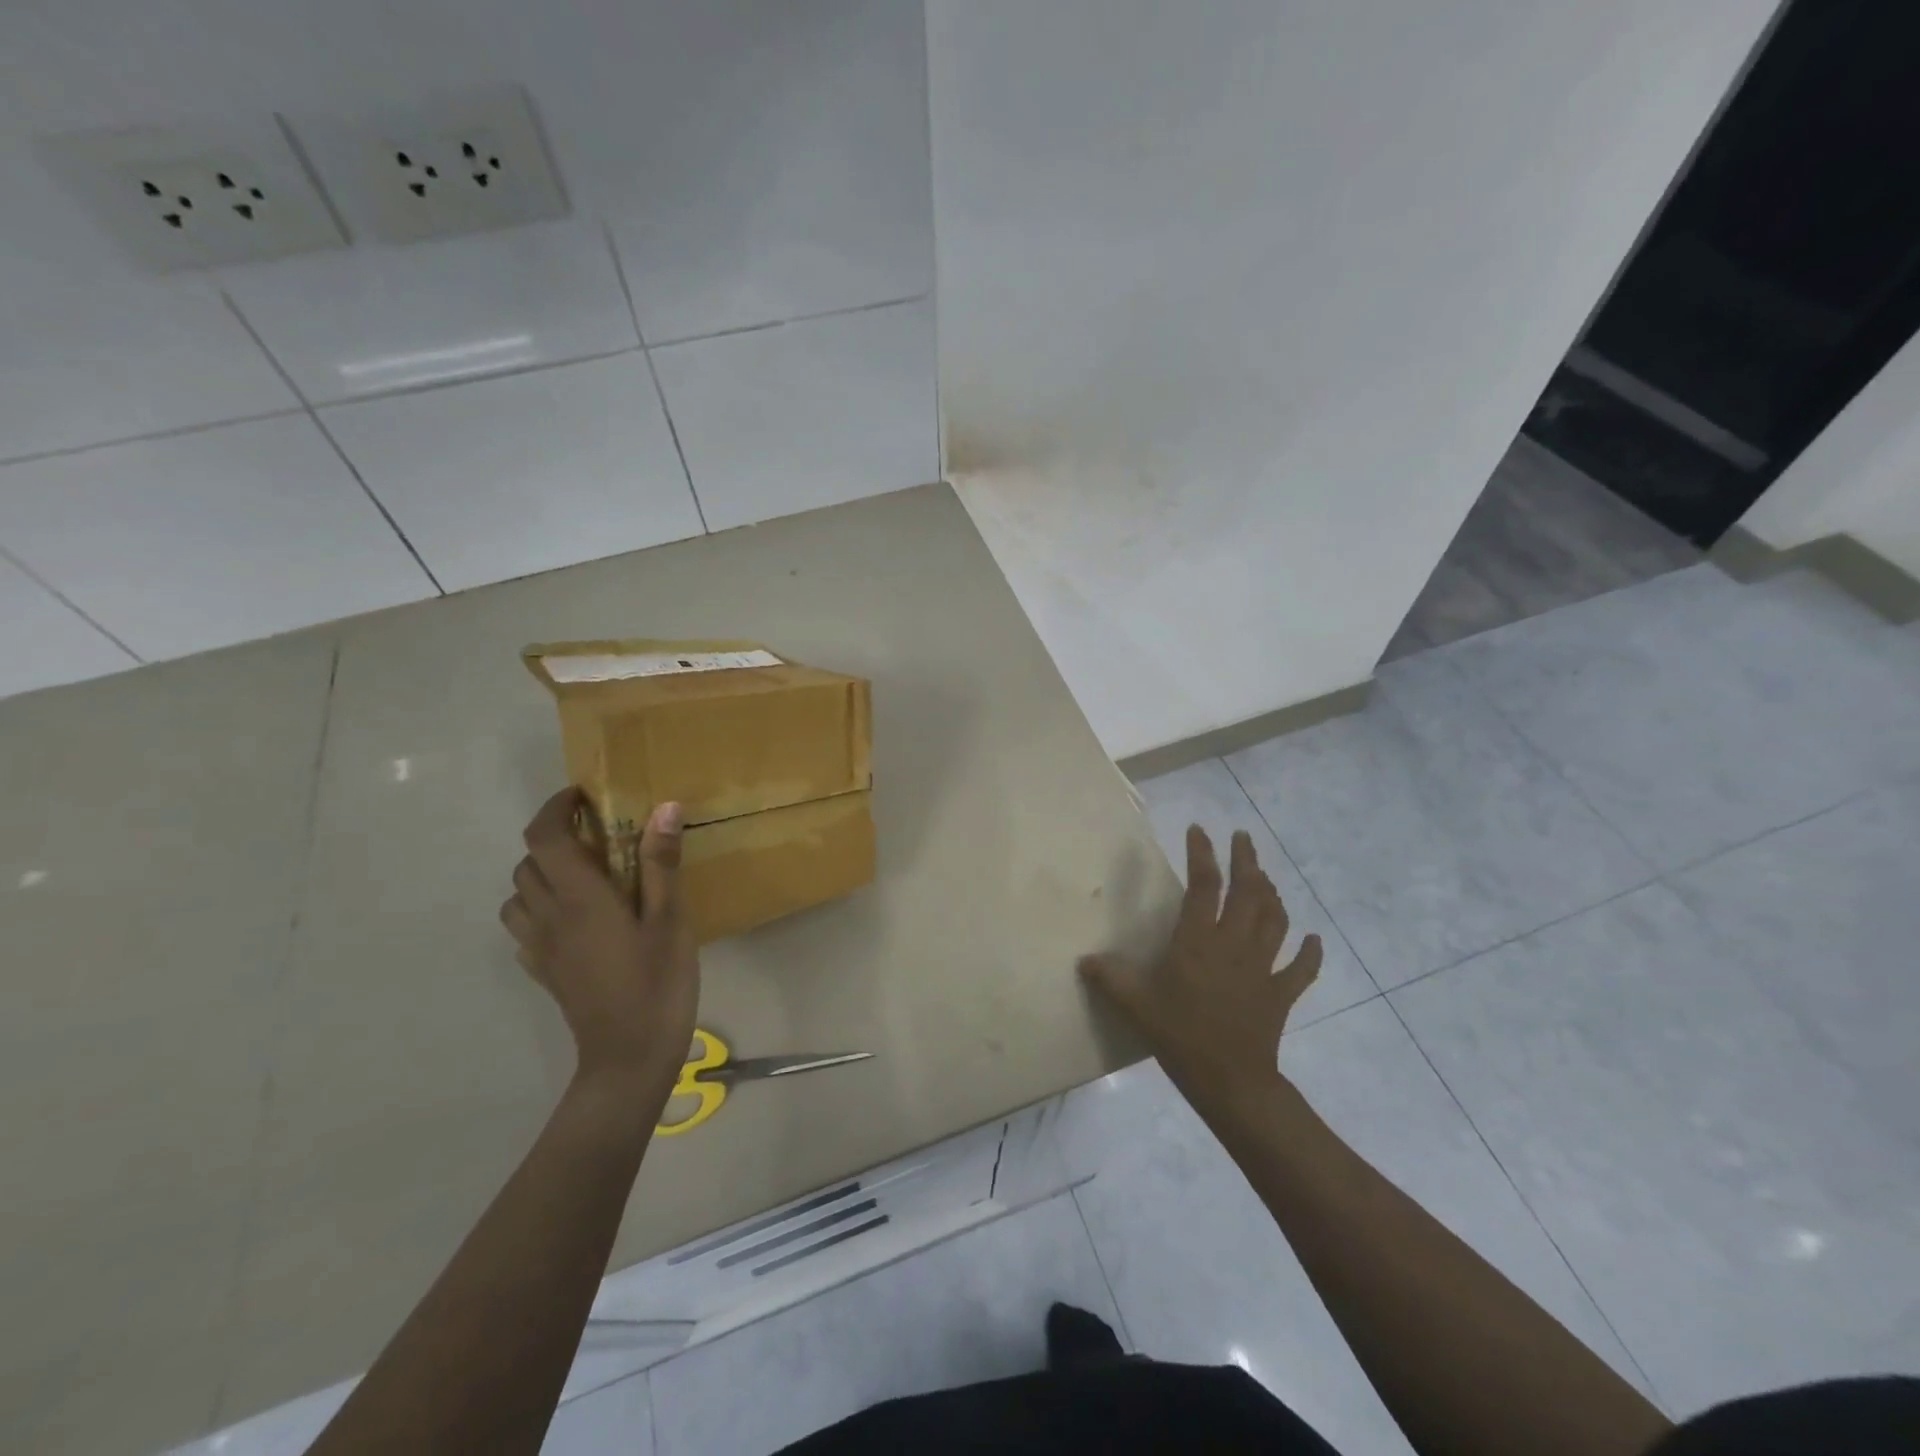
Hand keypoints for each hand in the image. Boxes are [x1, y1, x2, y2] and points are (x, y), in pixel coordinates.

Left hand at [501, 789, 699, 1101]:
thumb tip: (663, 807)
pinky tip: (576, 919)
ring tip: (585, 877)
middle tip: (599, 837)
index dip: (555, 808)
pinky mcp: (545, 972)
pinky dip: (540, 909)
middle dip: (555, 840)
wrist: (629, 1058)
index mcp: (579, 898)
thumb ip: (662, 863)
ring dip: (542, 875)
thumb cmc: (656, 983)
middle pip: (528, 863)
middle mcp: (549, 917)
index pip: (544, 837)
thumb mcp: (670, 920)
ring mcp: (541, 948)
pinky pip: (525, 928)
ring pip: (518, 896)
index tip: (584, 796)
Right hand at [1079, 825, 1320, 1108]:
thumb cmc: (1180, 1035)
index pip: (1203, 885)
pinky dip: (1309, 953)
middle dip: (1246, 860)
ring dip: (1272, 894)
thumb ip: (1110, 977)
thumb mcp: (1135, 1004)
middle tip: (1243, 837)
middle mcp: (1234, 944)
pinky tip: (1312, 940)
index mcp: (1198, 940)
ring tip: (1265, 878)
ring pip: (1274, 919)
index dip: (1202, 855)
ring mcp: (1263, 967)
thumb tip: (1085, 960)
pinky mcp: (1281, 993)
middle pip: (1248, 892)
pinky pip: (1301, 968)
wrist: (1230, 1080)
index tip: (1199, 831)